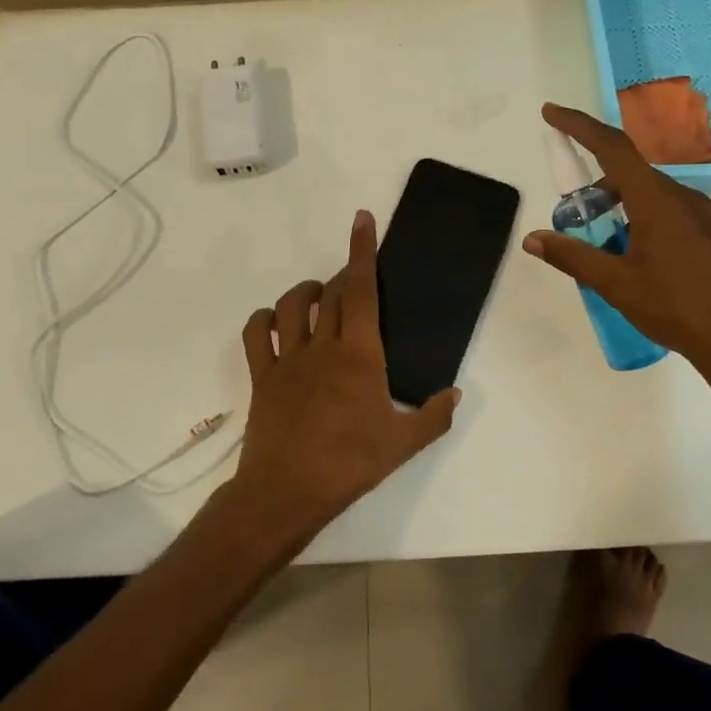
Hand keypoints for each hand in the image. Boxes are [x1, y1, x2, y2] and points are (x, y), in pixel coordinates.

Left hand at [226, 209, 460, 548]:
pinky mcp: (261, 375)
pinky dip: (264, 319)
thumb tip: (455, 393)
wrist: (287, 491)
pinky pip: (256, 333)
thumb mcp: (403, 445)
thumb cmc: (349, 464)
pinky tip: (277, 324)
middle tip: (357, 279)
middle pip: (333, 292)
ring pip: (292, 305)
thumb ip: (434, 416)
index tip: (361, 219)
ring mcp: (287, 358)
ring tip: (321, 297)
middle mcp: (322, 345)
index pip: (362, 289)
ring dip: (308, 292)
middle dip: (345, 274)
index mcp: (360, 354)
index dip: (362, 251)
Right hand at [523, 103, 710, 385]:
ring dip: (634, 212)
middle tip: (584, 219)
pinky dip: (662, 228)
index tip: (552, 113)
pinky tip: (663, 268)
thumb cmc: (678, 309)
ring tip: (621, 252)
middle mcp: (688, 198)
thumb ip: (573, 257)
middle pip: (636, 177)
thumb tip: (533, 239)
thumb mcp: (617, 285)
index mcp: (657, 201)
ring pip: (663, 201)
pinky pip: (687, 220)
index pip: (612, 148)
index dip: (579, 126)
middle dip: (604, 189)